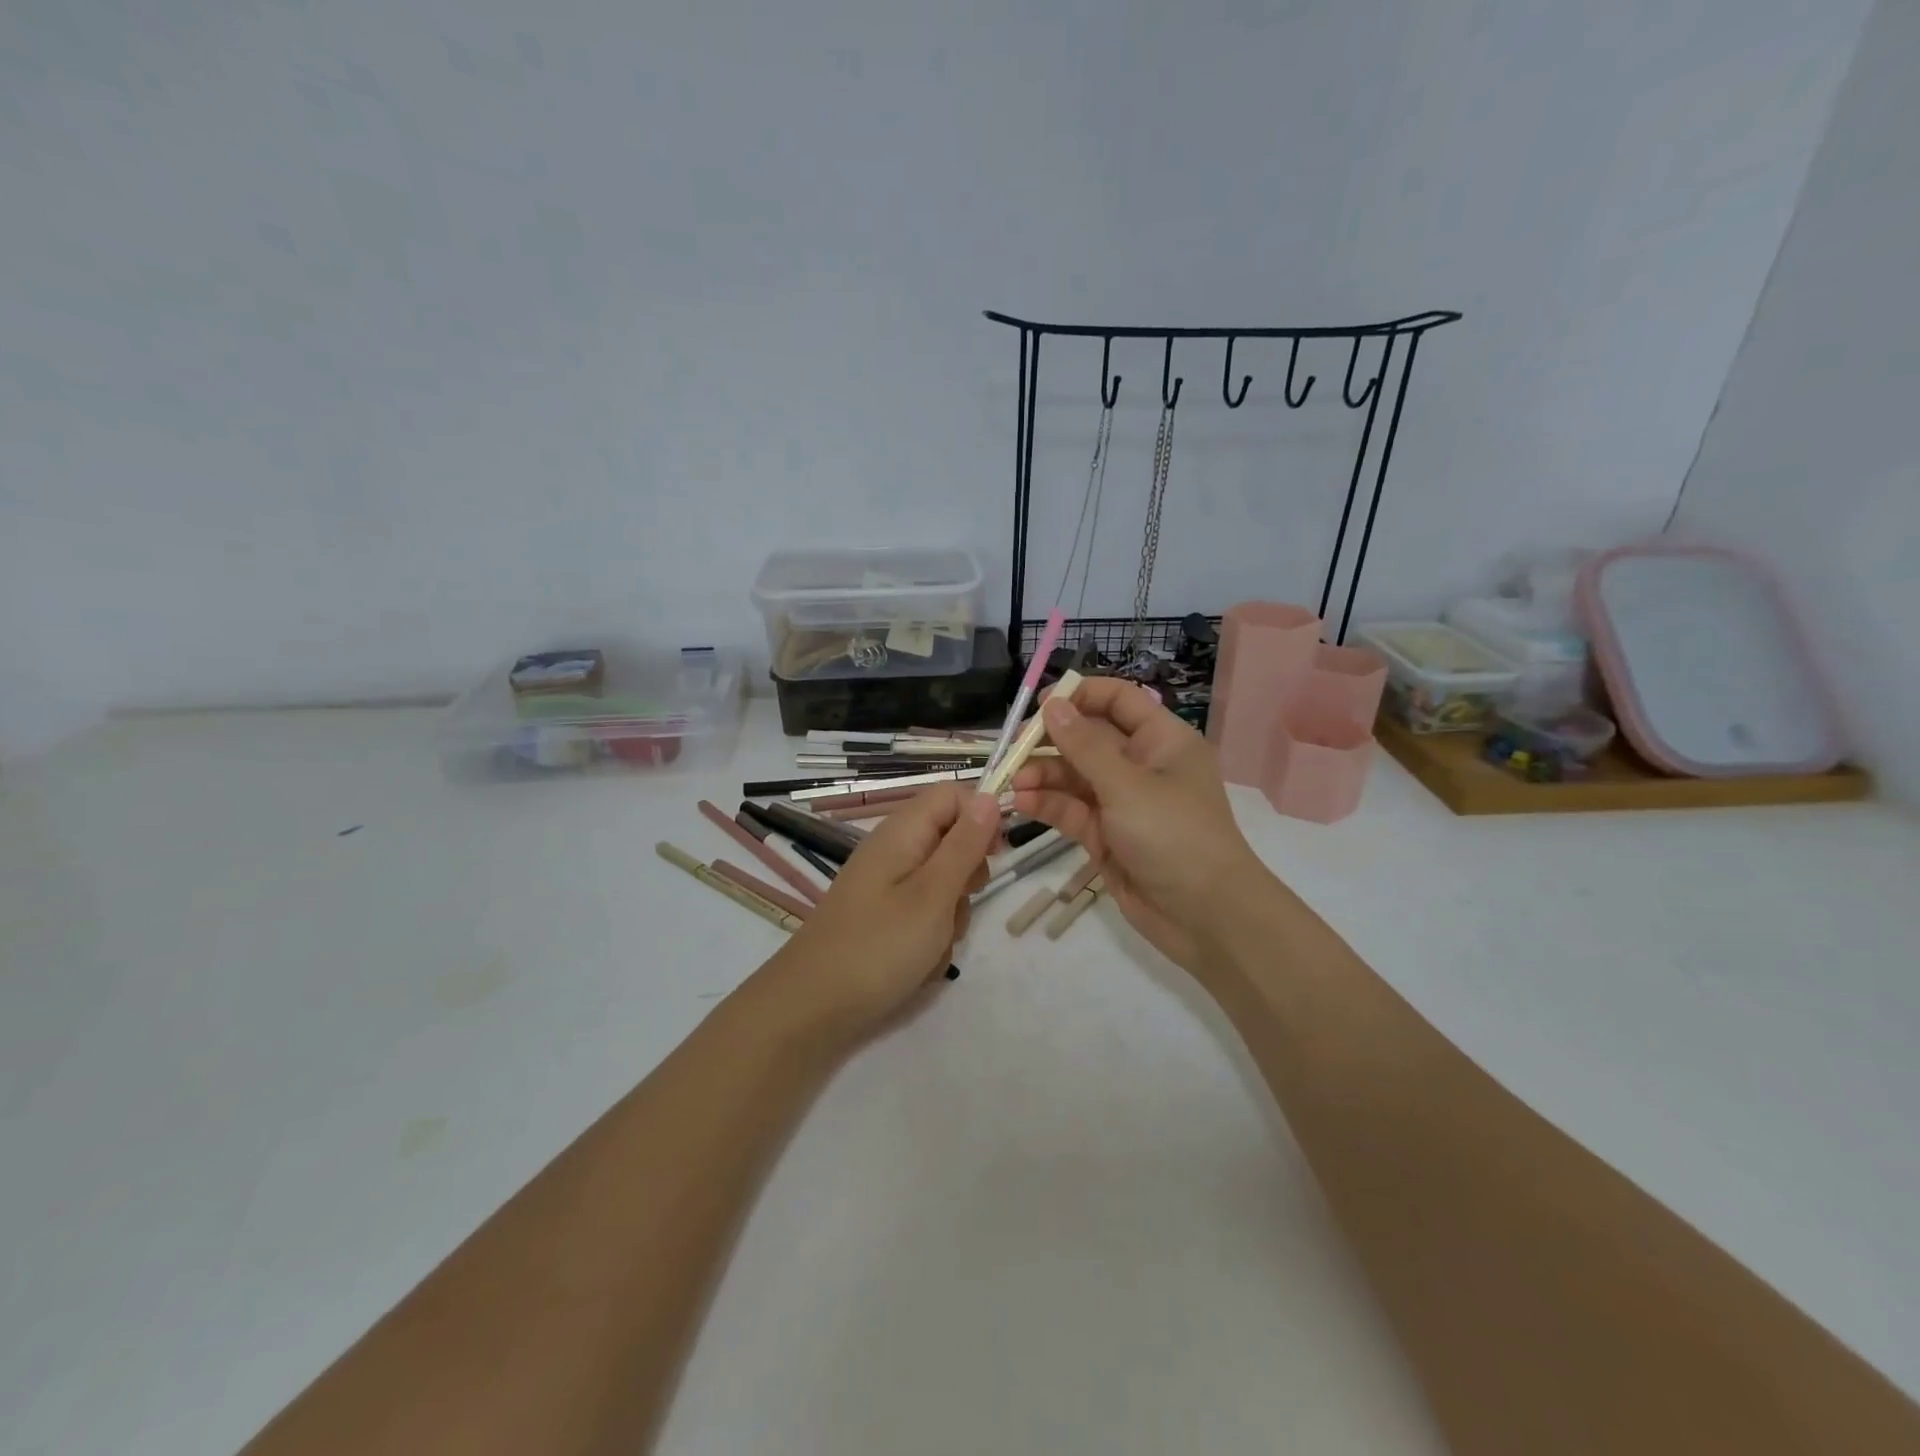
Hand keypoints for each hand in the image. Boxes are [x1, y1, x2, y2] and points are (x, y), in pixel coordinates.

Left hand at [761, 782, 999, 1043]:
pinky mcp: (886, 918)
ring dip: (951, 915)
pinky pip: (927, 915)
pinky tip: (919, 964)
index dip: (981, 816)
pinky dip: (932, 937)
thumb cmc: (877, 947)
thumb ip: (964, 846)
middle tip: (953, 905)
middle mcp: (895, 850)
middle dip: (967, 876)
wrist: (810, 1009)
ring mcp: (889, 886)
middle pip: (953, 840)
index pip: (953, 795)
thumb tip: (989, 797)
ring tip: (932, 944)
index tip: (996, 854)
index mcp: (902, 831)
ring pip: (945, 884)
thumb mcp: (933, 895)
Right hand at [1011, 678, 1269, 973]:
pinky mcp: (1105, 836)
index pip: (1119, 701)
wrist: (1204, 916)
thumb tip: (1053, 706)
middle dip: (1051, 741)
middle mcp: (1141, 765)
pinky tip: (1020, 803)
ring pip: (1074, 777)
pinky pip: (1071, 810)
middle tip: (1014, 748)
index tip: (1041, 704)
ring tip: (1012, 783)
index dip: (1081, 696)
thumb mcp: (1127, 785)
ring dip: (1042, 776)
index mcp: (1162, 741)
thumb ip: (1085, 746)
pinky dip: (1046, 805)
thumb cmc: (1174, 836)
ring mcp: (1122, 803)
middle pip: (1089, 739)